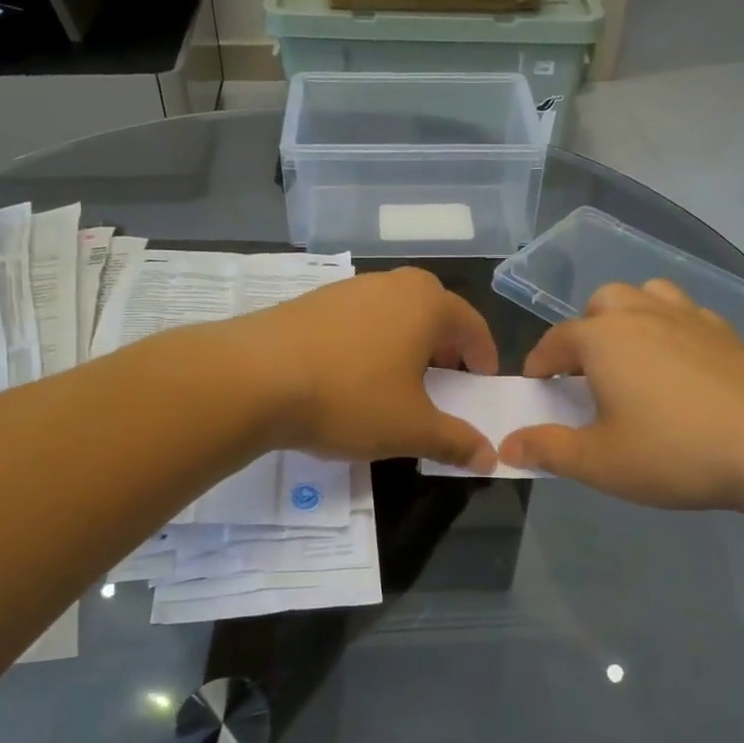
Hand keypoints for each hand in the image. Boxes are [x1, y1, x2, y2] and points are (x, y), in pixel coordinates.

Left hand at [227, 267, 500, 471]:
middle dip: (444, 348)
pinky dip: (368, 344)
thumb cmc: (350, 397)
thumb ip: (455, 441)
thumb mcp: (411, 428)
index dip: (483, 357)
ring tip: (395, 383)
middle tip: (443, 382)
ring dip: (404, 345)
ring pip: (392, 315)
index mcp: (427, 303)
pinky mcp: (311, 302)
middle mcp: (391, 284)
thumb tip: (489, 457)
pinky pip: (357, 321)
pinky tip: (349, 377)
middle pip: (433, 313)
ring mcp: (347, 288)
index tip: (482, 383)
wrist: (254, 378)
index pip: (472, 325)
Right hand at [499, 280, 743, 511]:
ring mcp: (690, 319)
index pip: (556, 340)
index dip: (540, 363)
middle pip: (602, 304)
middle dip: (586, 330)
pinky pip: (688, 315)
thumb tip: (508, 444)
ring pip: (648, 296)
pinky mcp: (729, 334)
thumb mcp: (600, 462)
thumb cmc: (675, 450)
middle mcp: (642, 315)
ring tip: (633, 356)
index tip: (536, 385)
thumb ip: (549, 450)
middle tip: (588, 372)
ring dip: (630, 318)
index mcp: (603, 339)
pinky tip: (683, 364)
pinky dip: (674, 329)